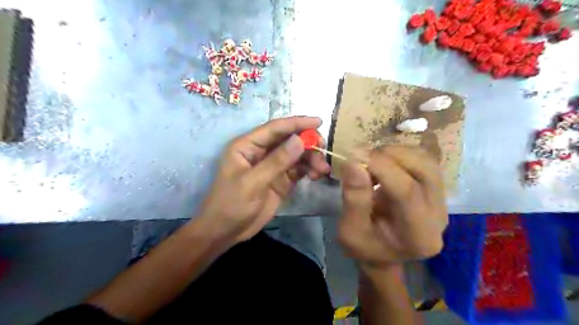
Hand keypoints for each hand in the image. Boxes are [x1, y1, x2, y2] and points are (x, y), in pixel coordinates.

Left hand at [197, 116, 329, 243]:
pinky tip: (317, 175)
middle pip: (289, 140)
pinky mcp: (281, 180)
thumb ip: (276, 162)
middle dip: (308, 143)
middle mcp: (261, 152)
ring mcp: (273, 166)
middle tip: (323, 150)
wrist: (226, 232)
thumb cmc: (231, 204)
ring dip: (311, 158)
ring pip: (297, 154)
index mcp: (248, 146)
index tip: (318, 121)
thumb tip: (300, 140)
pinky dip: (309, 170)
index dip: (296, 123)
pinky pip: (299, 169)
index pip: (275, 129)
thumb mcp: (252, 183)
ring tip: (322, 169)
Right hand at [341, 146, 446, 264]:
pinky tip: (383, 162)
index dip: (381, 168)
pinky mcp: (435, 189)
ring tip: (373, 161)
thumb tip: (354, 163)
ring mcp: (441, 201)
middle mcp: (438, 216)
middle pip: (425, 170)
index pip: (407, 192)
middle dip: (392, 155)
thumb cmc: (365, 246)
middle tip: (364, 157)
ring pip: (427, 161)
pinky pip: (425, 160)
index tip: (355, 155)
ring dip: (397, 152)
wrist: (382, 253)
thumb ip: (354, 199)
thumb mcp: (350, 231)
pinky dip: (401, 154)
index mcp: (419, 235)